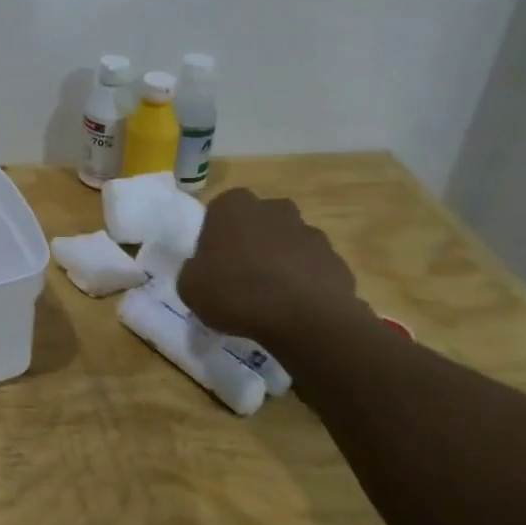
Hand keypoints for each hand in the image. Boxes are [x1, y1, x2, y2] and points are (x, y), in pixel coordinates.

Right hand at [176, 189, 369, 346]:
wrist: (303, 319)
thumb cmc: (236, 292)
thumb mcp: (189, 286)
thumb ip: (194, 270)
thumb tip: (206, 271)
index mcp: (234, 205)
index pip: (219, 212)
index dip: (215, 238)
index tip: (213, 264)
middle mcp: (274, 209)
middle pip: (258, 223)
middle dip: (252, 243)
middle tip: (241, 277)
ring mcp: (310, 232)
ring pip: (288, 244)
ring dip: (280, 262)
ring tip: (270, 298)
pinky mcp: (336, 259)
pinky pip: (312, 269)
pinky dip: (304, 283)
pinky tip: (295, 309)